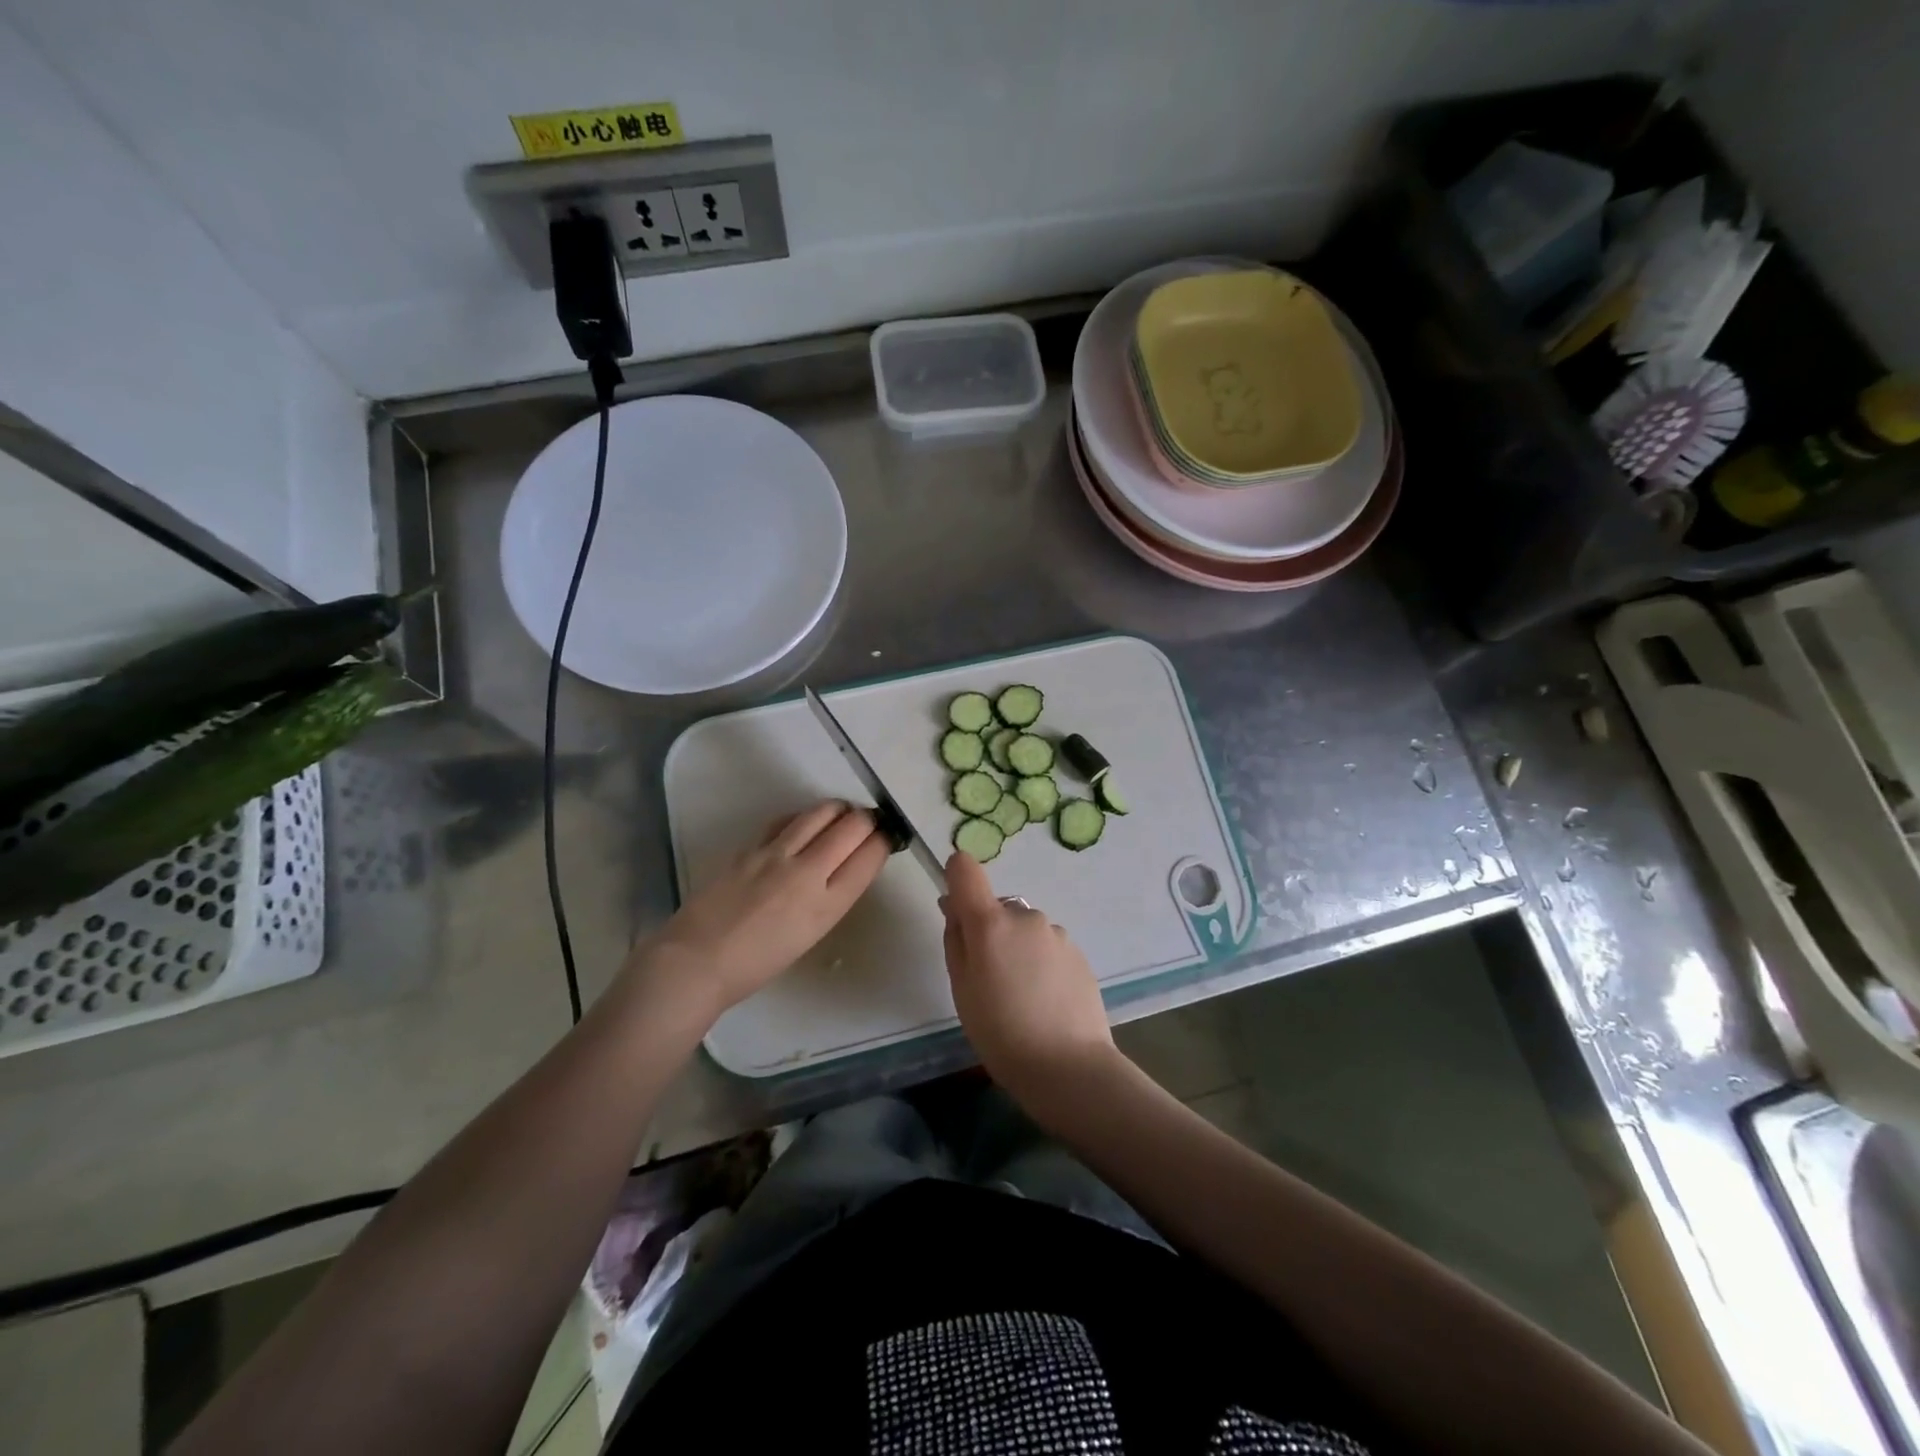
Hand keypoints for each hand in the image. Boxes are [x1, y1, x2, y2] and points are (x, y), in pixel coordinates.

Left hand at [637, 801, 890, 1017]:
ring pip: (821, 812)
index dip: (884, 840)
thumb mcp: (810, 934)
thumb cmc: (757, 963)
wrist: (698, 960)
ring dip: (839, 809)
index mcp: (827, 905)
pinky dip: (805, 816)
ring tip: (842, 814)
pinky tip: (805, 822)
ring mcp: (777, 854)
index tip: (886, 837)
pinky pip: (788, 819)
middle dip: (867, 819)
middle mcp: (808, 872)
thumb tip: (845, 865)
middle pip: (852, 826)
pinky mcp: (752, 846)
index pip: (869, 856)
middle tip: (868, 823)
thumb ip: (832, 897)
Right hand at [940, 851, 1116, 1102]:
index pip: (966, 869)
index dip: (956, 877)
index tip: (955, 908)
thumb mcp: (961, 989)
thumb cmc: (1000, 1032)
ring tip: (1020, 997)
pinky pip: (1047, 948)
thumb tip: (955, 907)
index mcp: (991, 922)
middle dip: (989, 932)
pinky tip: (1044, 1002)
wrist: (1069, 1067)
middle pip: (997, 908)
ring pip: (1024, 930)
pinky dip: (1040, 964)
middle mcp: (1025, 916)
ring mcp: (1056, 933)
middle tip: (988, 980)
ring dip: (1017, 949)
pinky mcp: (1079, 953)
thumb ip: (955, 940)